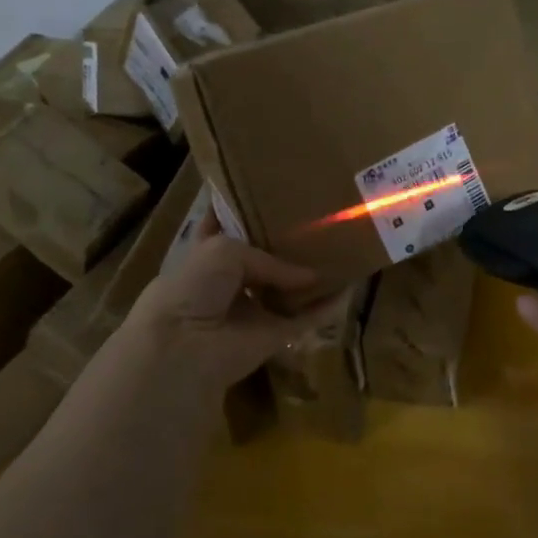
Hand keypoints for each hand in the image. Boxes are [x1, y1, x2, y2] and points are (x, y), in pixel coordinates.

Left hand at [129, 215, 337, 393]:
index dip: (242, 212)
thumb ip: (269, 258)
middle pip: (262, 260)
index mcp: (207, 256)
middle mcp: (230, 282)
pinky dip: (328, 307)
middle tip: (317, 219)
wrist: (186, 346)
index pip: (225, 229)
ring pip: (287, 290)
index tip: (267, 191)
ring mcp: (253, 310)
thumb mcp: (224, 251)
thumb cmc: (194, 287)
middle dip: (285, 243)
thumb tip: (309, 275)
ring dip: (310, 276)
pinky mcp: (274, 335)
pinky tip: (350, 288)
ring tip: (340, 249)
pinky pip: (307, 319)